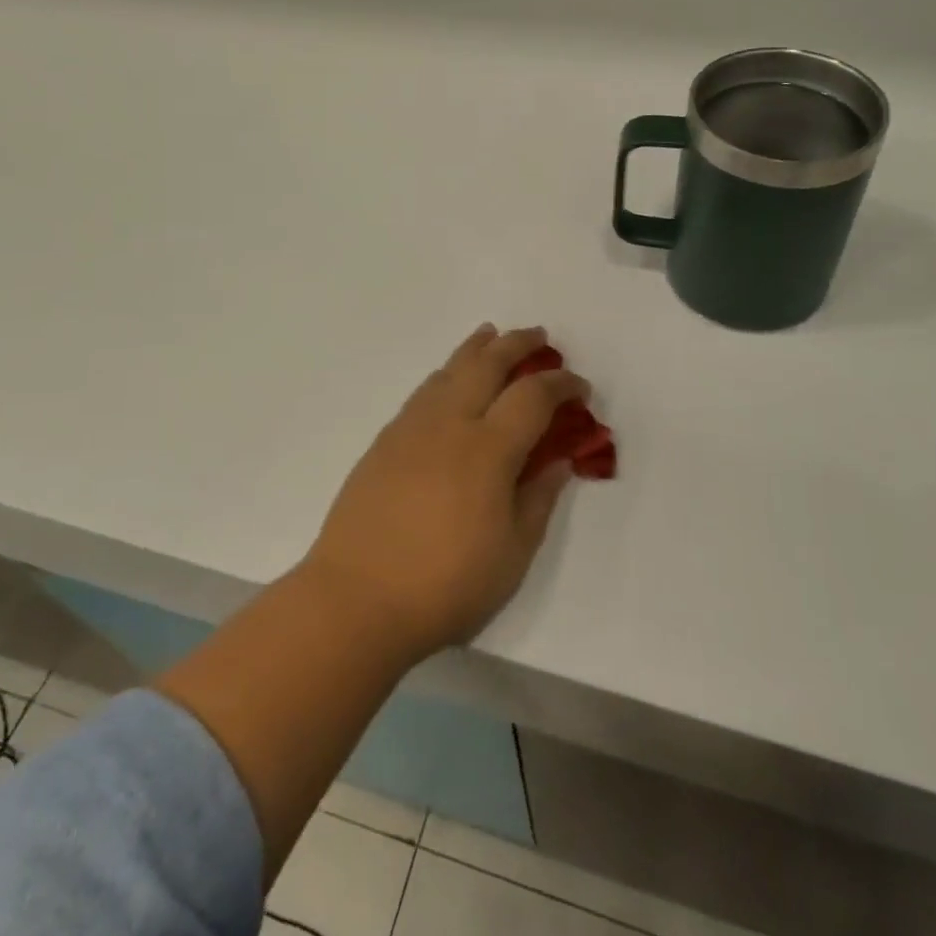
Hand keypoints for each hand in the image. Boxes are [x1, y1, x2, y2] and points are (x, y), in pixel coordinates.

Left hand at [303, 324, 588, 660]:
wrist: (355, 599)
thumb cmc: (445, 585)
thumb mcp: (513, 554)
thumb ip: (538, 499)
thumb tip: (559, 462)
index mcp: (488, 449)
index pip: (533, 396)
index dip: (562, 384)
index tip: (580, 388)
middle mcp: (449, 424)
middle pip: (487, 364)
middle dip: (518, 344)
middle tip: (540, 337)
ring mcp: (411, 429)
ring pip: (449, 370)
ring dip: (476, 349)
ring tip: (491, 337)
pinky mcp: (384, 442)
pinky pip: (423, 392)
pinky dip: (446, 373)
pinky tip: (449, 381)